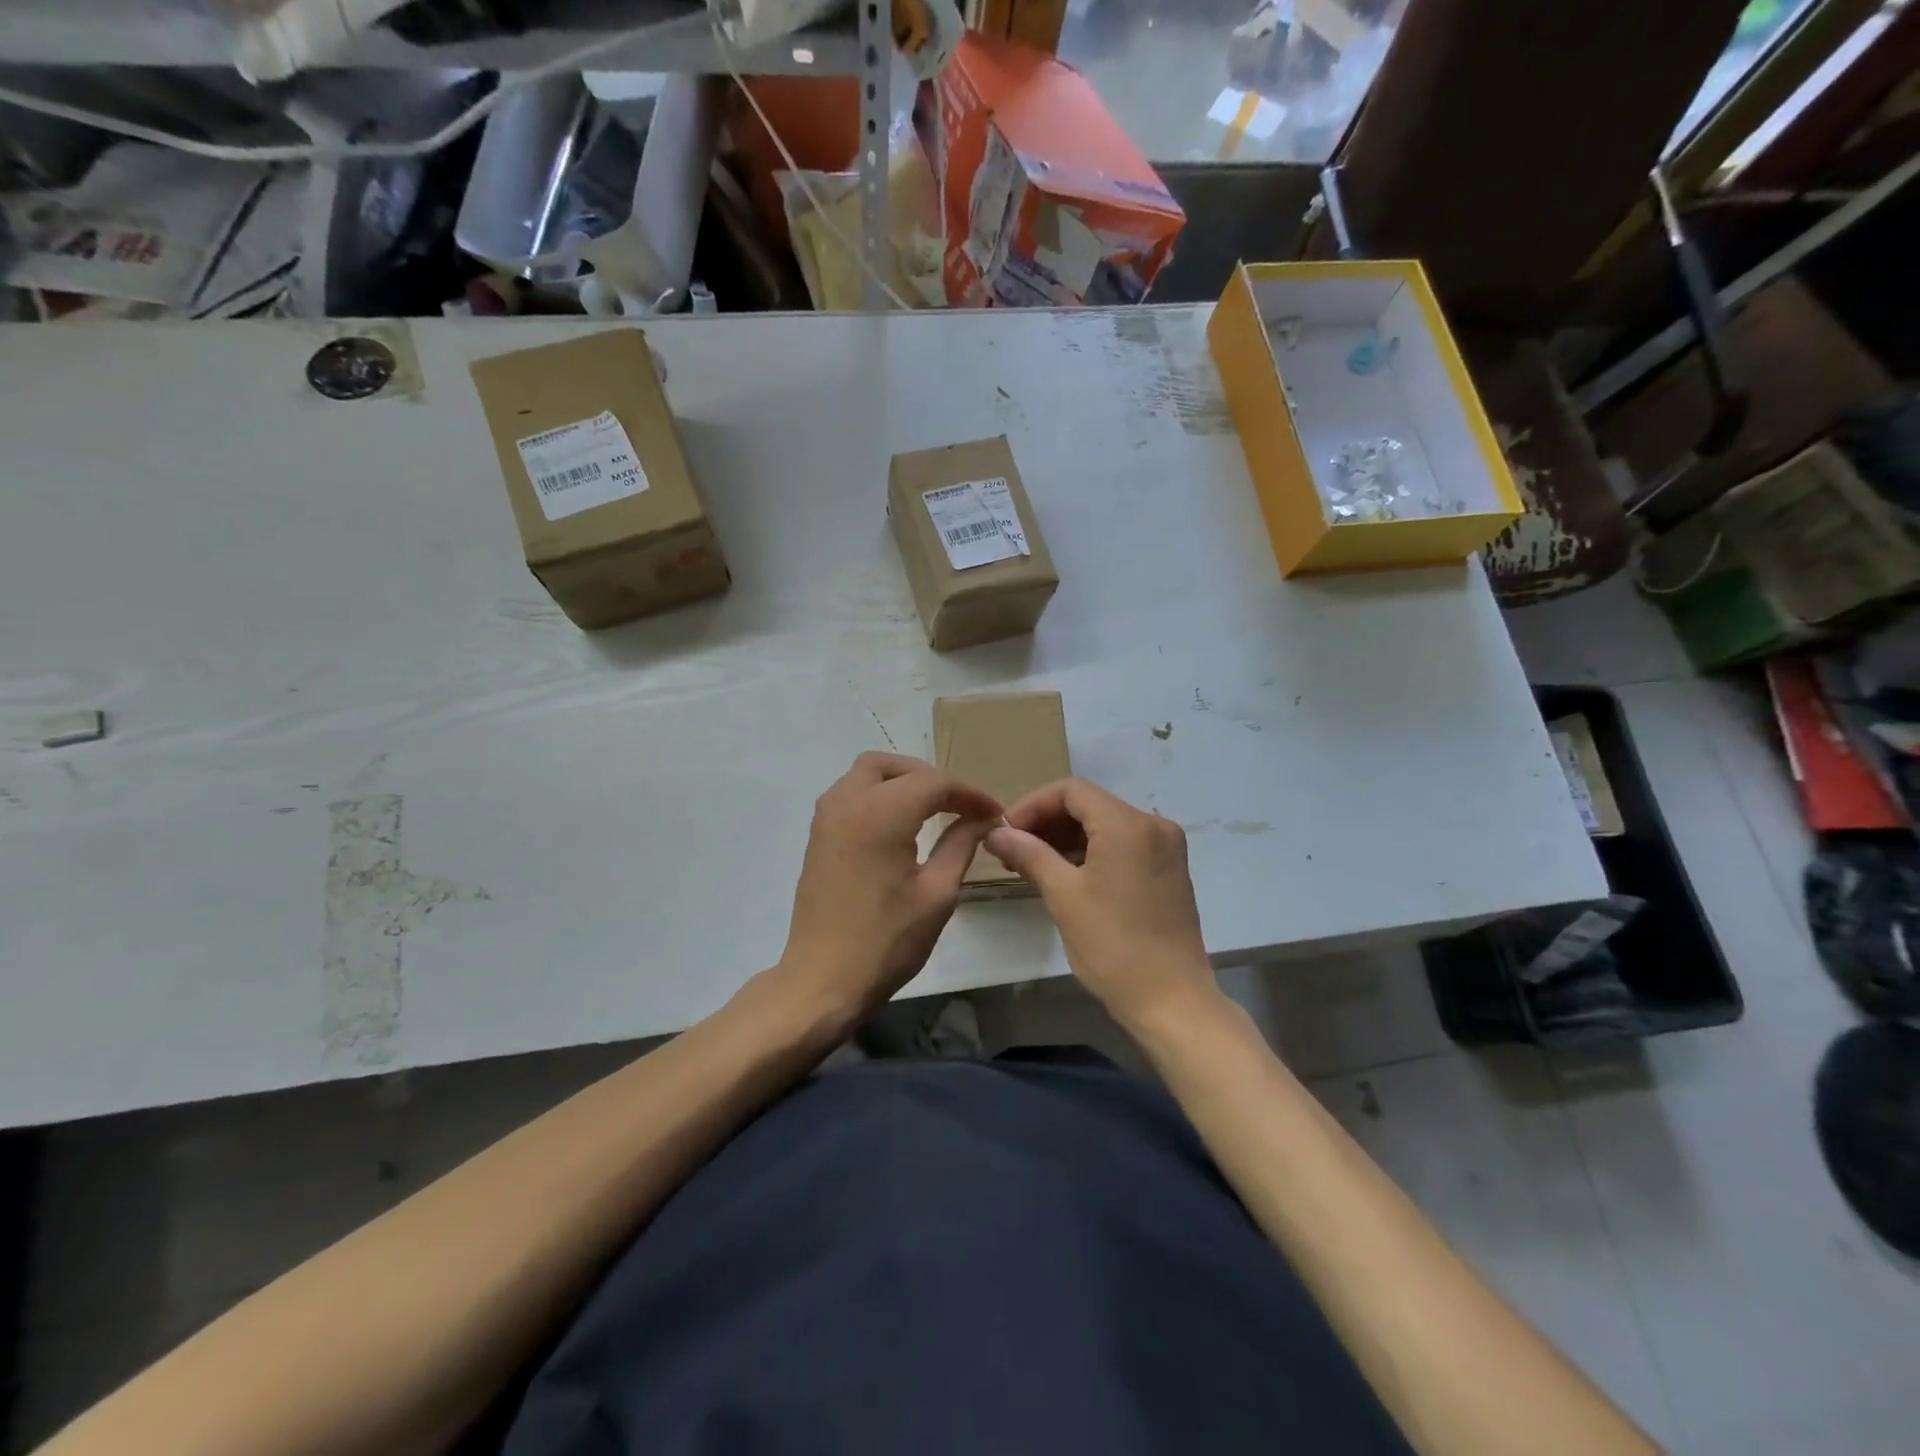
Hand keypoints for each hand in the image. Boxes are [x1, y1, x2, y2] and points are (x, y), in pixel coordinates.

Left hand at [776, 752, 1001, 1021]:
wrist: (823, 980)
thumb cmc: (886, 942)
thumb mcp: (937, 893)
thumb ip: (961, 844)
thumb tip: (982, 818)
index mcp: (880, 814)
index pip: (934, 782)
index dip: (969, 793)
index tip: (994, 813)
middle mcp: (847, 802)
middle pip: (894, 766)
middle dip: (931, 777)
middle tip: (960, 805)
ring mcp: (826, 817)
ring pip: (867, 773)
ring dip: (902, 781)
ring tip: (933, 810)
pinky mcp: (818, 834)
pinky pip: (851, 793)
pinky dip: (879, 794)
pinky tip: (900, 824)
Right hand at [985, 778, 1218, 1029]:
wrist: (1172, 1001)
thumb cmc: (1113, 946)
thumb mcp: (1063, 896)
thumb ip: (1029, 854)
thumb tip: (995, 834)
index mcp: (1129, 825)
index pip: (1072, 791)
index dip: (1032, 805)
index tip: (1005, 832)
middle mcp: (1154, 825)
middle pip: (1090, 804)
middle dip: (1047, 822)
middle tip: (1013, 851)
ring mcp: (1166, 847)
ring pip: (1106, 824)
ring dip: (1067, 837)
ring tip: (1032, 865)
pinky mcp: (1169, 869)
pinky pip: (1123, 844)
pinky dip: (1092, 851)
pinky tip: (1065, 874)